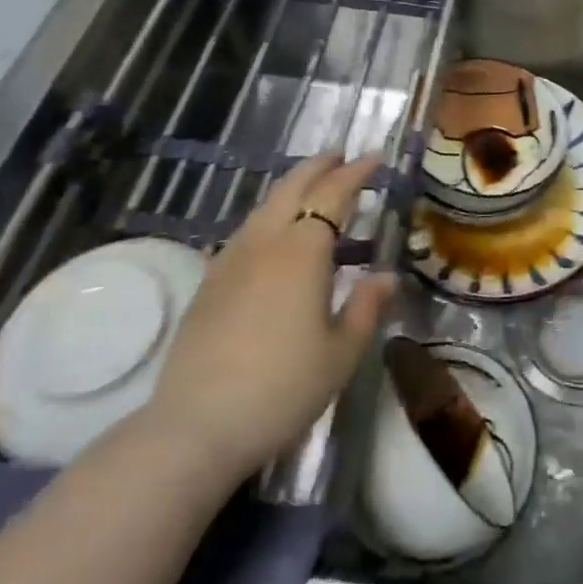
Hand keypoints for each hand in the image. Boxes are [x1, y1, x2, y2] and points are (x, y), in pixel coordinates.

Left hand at [140, 153, 396, 478]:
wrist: (196, 427)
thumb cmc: (282, 388)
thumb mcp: (341, 353)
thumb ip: (366, 307)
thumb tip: (386, 276)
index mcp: (303, 250)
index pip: (333, 193)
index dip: (356, 172)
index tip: (375, 158)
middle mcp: (265, 242)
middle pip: (292, 186)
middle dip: (319, 166)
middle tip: (341, 157)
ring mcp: (231, 259)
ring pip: (264, 206)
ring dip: (291, 188)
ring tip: (310, 188)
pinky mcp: (209, 282)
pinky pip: (245, 232)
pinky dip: (267, 217)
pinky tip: (270, 235)